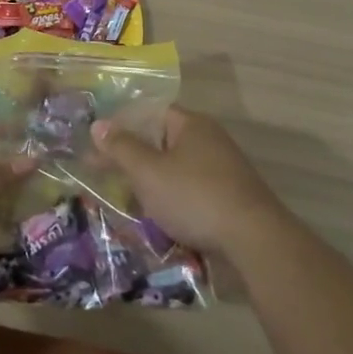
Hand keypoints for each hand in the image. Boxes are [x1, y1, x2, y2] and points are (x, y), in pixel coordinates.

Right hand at [93, 107, 288, 257]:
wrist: (254, 240)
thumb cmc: (195, 196)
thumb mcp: (149, 172)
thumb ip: (121, 148)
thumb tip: (98, 124)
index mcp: (191, 124)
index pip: (152, 113)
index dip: (124, 126)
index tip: (100, 145)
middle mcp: (210, 140)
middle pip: (163, 143)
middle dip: (135, 160)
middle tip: (106, 177)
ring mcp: (224, 170)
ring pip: (177, 171)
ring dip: (153, 185)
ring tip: (127, 204)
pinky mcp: (231, 198)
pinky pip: (192, 193)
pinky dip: (173, 203)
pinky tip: (159, 221)